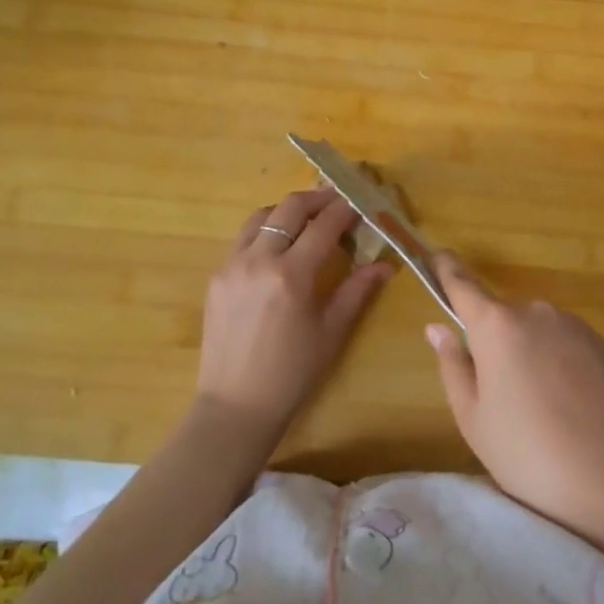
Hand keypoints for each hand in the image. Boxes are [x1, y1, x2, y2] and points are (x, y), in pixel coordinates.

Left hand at [194, 189, 391, 446]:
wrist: (235, 405)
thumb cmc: (292, 373)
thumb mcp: (332, 331)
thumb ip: (358, 290)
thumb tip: (386, 264)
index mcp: (291, 275)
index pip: (324, 225)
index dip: (346, 209)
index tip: (361, 203)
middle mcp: (259, 260)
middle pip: (290, 208)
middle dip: (318, 198)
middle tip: (338, 199)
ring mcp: (232, 265)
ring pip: (262, 216)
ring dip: (288, 210)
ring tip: (308, 218)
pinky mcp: (216, 276)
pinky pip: (243, 238)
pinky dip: (266, 230)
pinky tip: (280, 246)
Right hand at [425, 253, 603, 557]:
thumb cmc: (526, 455)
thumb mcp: (473, 418)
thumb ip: (453, 364)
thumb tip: (438, 327)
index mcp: (497, 325)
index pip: (463, 284)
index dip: (447, 269)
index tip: (438, 256)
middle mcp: (537, 312)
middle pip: (505, 317)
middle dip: (497, 342)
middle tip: (500, 394)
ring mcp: (577, 327)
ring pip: (540, 332)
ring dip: (532, 354)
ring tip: (542, 410)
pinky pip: (570, 346)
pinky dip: (563, 365)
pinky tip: (572, 409)